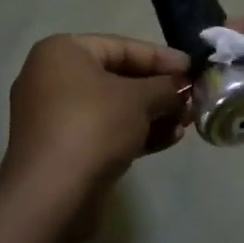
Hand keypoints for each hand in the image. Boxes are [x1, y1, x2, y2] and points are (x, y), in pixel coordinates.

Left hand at [0, 34, 189, 234]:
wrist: (51, 195)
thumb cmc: (94, 126)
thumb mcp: (139, 99)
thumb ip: (164, 88)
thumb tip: (179, 89)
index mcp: (62, 52)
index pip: (121, 46)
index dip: (161, 57)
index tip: (192, 68)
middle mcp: (51, 78)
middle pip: (116, 77)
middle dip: (158, 90)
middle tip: (192, 98)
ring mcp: (53, 116)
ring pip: (112, 107)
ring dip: (151, 114)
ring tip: (186, 122)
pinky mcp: (61, 149)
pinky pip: (102, 131)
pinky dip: (133, 133)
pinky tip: (169, 140)